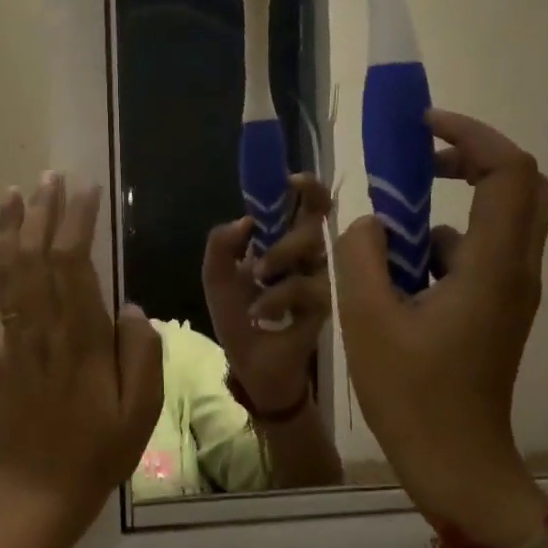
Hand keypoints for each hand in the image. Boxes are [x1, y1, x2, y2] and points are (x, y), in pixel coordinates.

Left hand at [0, 173, 164, 535]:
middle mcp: (41, 331)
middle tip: (51, 176)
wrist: (43, 492)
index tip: (86, 189)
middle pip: (37, 259)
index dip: (77, 222)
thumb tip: (130, 307)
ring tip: (12, 193)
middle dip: (44, 213)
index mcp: (80, 339)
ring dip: (8, 232)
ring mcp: (10, 345)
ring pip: (6, 277)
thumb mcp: (142, 408)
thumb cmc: (101, 450)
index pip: (74, 264)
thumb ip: (142, 352)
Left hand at [203, 174, 332, 415]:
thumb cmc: (238, 320)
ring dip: (279, 260)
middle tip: (261, 261)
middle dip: (286, 236)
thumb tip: (245, 220)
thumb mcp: (218, 280)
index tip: (292, 180)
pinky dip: (279, 297)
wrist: (252, 366)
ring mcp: (323, 278)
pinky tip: (260, 312)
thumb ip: (221, 246)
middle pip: (316, 223)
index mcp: (283, 244)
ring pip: (313, 250)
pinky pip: (308, 287)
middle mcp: (309, 256)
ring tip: (256, 280)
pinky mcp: (330, 305)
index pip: (305, 206)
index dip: (306, 188)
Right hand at [335, 110, 547, 544]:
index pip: (509, 171)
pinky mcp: (498, 312)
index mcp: (493, 266)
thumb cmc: (411, 394)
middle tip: (417, 160)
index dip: (471, 134)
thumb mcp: (367, 318)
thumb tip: (371, 224)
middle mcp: (515, 270)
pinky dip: (442, 245)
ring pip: (499, 221)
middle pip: (519, 186)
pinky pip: (479, 256)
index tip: (421, 128)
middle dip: (470, 158)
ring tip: (390, 225)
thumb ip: (363, 255)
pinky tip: (396, 274)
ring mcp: (511, 293)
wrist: (454, 462)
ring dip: (451, 205)